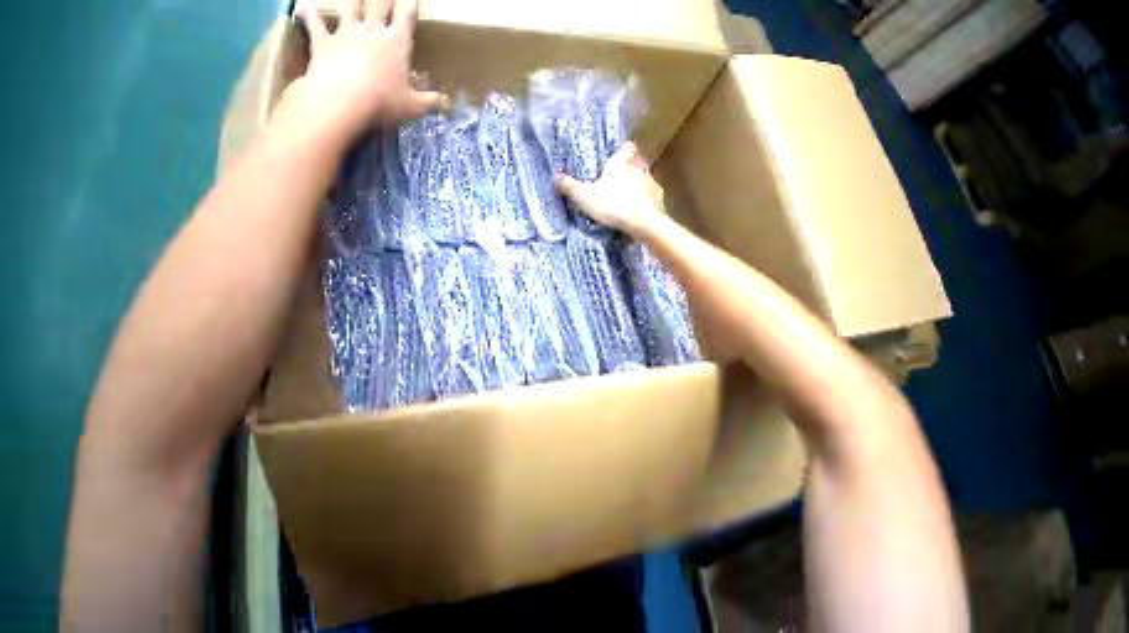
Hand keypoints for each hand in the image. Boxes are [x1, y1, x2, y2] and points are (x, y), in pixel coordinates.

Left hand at [280, 0, 445, 145]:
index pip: (406, 17)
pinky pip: (314, 22)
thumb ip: (430, 101)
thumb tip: (445, 101)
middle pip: (379, 5)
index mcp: (396, 44)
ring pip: (349, 7)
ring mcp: (346, 33)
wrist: (344, 100)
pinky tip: (302, 4)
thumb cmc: (385, 102)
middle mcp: (372, 31)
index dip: (409, 4)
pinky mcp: (323, 42)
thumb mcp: (414, 107)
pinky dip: (308, 12)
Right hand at [555, 142, 665, 235]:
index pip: (627, 147)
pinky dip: (648, 202)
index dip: (624, 150)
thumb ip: (571, 187)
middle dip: (631, 170)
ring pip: (647, 180)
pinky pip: (653, 198)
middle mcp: (639, 169)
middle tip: (621, 182)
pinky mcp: (659, 200)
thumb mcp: (585, 197)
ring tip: (631, 200)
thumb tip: (556, 176)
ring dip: (640, 187)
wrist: (642, 222)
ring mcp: (652, 184)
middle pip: (638, 164)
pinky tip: (641, 212)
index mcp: (620, 164)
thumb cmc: (612, 205)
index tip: (619, 156)